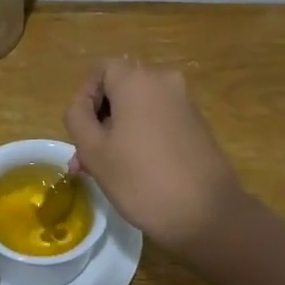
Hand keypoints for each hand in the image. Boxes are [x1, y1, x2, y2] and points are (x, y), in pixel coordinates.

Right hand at [64, 59, 243, 250]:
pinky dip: (142, 137)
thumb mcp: (93, 150)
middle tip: (85, 159)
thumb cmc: (141, 179)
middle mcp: (164, 81)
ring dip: (118, 132)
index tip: (80, 132)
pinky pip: (158, 121)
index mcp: (137, 80)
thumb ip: (77, 118)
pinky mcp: (197, 125)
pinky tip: (135, 171)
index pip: (100, 70)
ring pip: (138, 108)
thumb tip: (82, 106)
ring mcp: (184, 103)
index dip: (85, 97)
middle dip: (99, 120)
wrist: (207, 215)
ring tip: (105, 171)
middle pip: (120, 89)